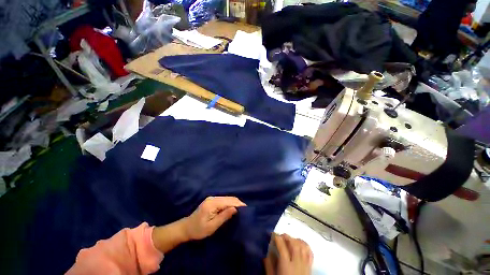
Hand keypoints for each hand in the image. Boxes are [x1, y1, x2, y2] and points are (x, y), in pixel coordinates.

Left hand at [183, 196, 246, 239]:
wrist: (186, 228)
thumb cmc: (198, 230)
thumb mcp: (211, 226)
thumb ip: (223, 216)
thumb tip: (235, 209)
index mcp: (212, 203)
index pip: (229, 201)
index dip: (238, 204)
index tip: (246, 209)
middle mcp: (213, 198)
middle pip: (229, 198)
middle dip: (238, 203)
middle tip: (245, 210)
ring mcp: (212, 198)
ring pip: (227, 198)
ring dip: (235, 203)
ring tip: (241, 210)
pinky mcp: (212, 201)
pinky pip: (224, 200)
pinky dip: (230, 203)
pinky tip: (233, 208)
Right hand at [265, 233, 312, 274]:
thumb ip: (269, 267)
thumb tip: (265, 255)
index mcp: (286, 265)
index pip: (282, 246)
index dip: (277, 237)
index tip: (273, 234)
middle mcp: (296, 262)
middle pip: (293, 244)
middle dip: (287, 236)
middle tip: (281, 235)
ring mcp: (305, 264)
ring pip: (302, 246)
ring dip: (295, 239)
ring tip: (290, 238)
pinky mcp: (310, 267)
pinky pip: (310, 253)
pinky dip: (306, 245)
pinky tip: (301, 244)